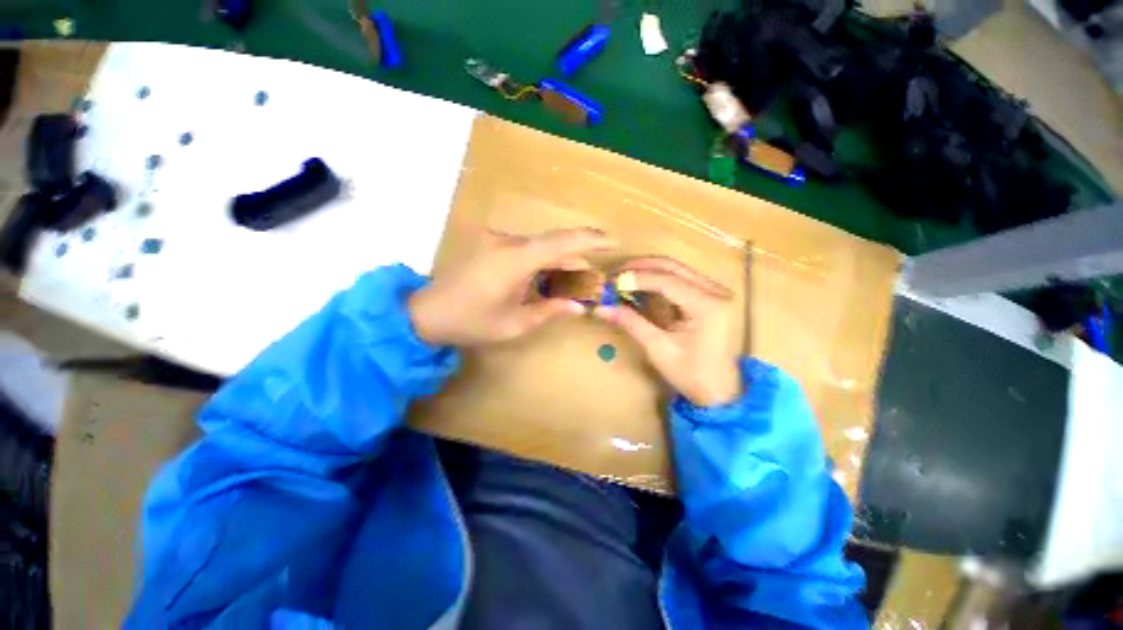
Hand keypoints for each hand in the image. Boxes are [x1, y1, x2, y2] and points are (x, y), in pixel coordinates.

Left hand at [409, 227, 616, 346]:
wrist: (426, 313)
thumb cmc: (471, 322)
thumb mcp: (514, 324)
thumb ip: (549, 311)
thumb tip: (579, 307)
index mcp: (514, 260)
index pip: (561, 242)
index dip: (590, 239)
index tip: (613, 240)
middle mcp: (506, 242)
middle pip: (552, 243)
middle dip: (577, 255)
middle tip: (594, 273)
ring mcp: (496, 241)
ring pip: (538, 245)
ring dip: (558, 259)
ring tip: (576, 277)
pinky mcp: (489, 244)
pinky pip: (524, 248)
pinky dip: (541, 260)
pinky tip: (548, 276)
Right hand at [595, 257, 741, 406]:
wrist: (719, 389)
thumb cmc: (691, 374)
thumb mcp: (658, 349)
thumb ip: (631, 323)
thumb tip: (601, 308)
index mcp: (709, 306)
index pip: (667, 281)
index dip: (637, 278)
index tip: (611, 281)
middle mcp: (716, 291)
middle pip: (672, 267)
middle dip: (640, 267)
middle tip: (614, 275)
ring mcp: (715, 291)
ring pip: (675, 269)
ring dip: (647, 271)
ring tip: (622, 279)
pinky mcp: (710, 295)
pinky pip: (679, 279)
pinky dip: (657, 280)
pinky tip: (639, 286)